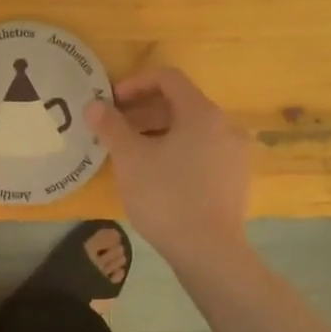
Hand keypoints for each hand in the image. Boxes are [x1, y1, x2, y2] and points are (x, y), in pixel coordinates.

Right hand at [87, 67, 250, 264]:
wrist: (209, 253)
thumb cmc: (166, 197)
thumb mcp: (129, 159)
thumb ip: (110, 126)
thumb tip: (94, 105)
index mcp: (202, 113)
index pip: (168, 78)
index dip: (136, 82)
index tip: (112, 102)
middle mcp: (225, 126)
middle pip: (181, 103)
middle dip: (144, 110)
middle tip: (115, 127)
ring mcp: (235, 154)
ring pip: (191, 129)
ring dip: (159, 131)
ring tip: (131, 152)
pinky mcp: (235, 180)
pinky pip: (203, 151)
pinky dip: (177, 150)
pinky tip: (156, 174)